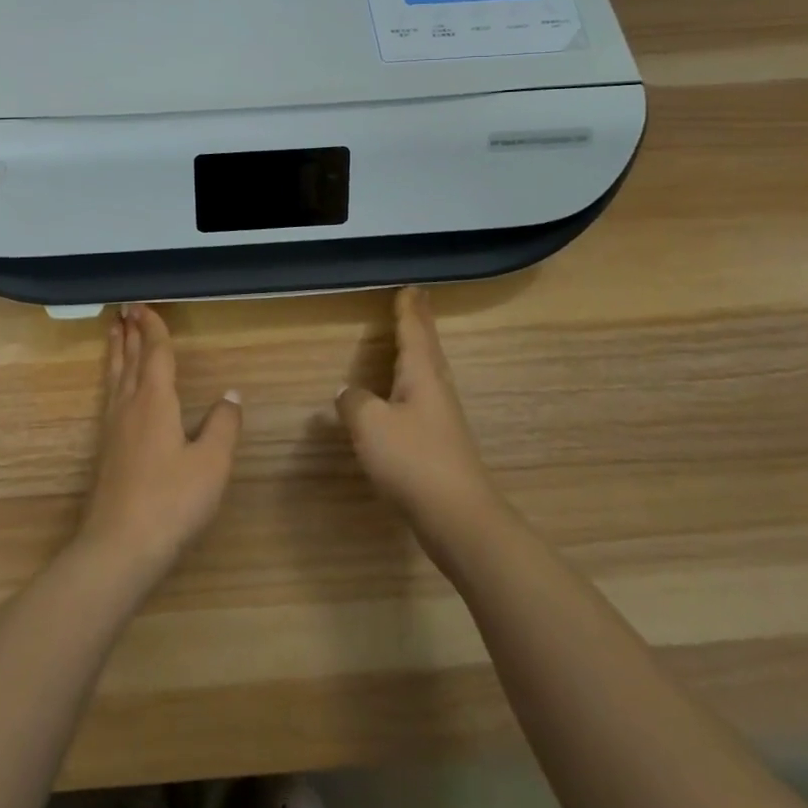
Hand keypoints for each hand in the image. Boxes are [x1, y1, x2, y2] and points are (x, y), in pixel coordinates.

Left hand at [75, 305, 241, 587]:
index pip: (156, 354)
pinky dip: (114, 377)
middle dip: (131, 333)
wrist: (118, 548)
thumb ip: (223, 426)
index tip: (144, 305)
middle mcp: (130, 406)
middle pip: (131, 360)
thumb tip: (231, 394)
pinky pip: (110, 395)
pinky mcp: (106, 450)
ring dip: (118, 351)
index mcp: (156, 401)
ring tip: (115, 332)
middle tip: (125, 309)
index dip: (153, 328)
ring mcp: (114, 428)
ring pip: (116, 377)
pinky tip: (116, 388)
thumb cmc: (171, 502)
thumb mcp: (211, 464)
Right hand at [336, 287, 500, 538]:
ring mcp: (442, 419)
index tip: (411, 287)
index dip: (408, 309)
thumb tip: (348, 393)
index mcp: (421, 376)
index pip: (414, 332)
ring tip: (410, 340)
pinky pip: (423, 399)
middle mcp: (436, 391)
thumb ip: (354, 402)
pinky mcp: (440, 446)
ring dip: (418, 352)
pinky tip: (402, 400)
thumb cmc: (413, 461)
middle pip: (427, 349)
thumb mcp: (370, 425)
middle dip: (419, 324)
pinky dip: (412, 384)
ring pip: (427, 374)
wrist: (459, 519)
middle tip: (416, 301)